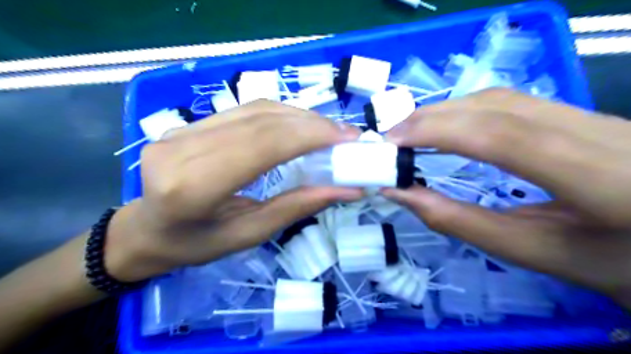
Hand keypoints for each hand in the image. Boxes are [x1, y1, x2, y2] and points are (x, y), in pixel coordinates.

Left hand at [103, 99, 359, 281]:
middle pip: (260, 122)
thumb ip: (296, 208)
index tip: (346, 138)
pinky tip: (299, 125)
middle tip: (345, 134)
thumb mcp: (249, 235)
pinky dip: (280, 115)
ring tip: (327, 130)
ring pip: (254, 109)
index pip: (261, 145)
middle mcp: (182, 150)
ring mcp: (180, 130)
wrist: (146, 231)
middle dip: (311, 124)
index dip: (308, 135)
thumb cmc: (195, 244)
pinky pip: (243, 110)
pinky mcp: (187, 124)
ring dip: (298, 117)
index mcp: (193, 188)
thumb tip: (345, 190)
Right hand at [381, 88, 630, 306]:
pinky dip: (464, 110)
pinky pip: (510, 102)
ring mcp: (593, 115)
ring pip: (502, 98)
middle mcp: (602, 132)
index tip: (392, 142)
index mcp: (604, 178)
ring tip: (409, 131)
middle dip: (433, 118)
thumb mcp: (531, 251)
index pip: (504, 137)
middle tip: (391, 137)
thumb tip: (400, 192)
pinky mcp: (579, 114)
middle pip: (497, 107)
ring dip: (445, 111)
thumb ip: (460, 221)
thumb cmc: (606, 261)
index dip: (439, 132)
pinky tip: (444, 126)